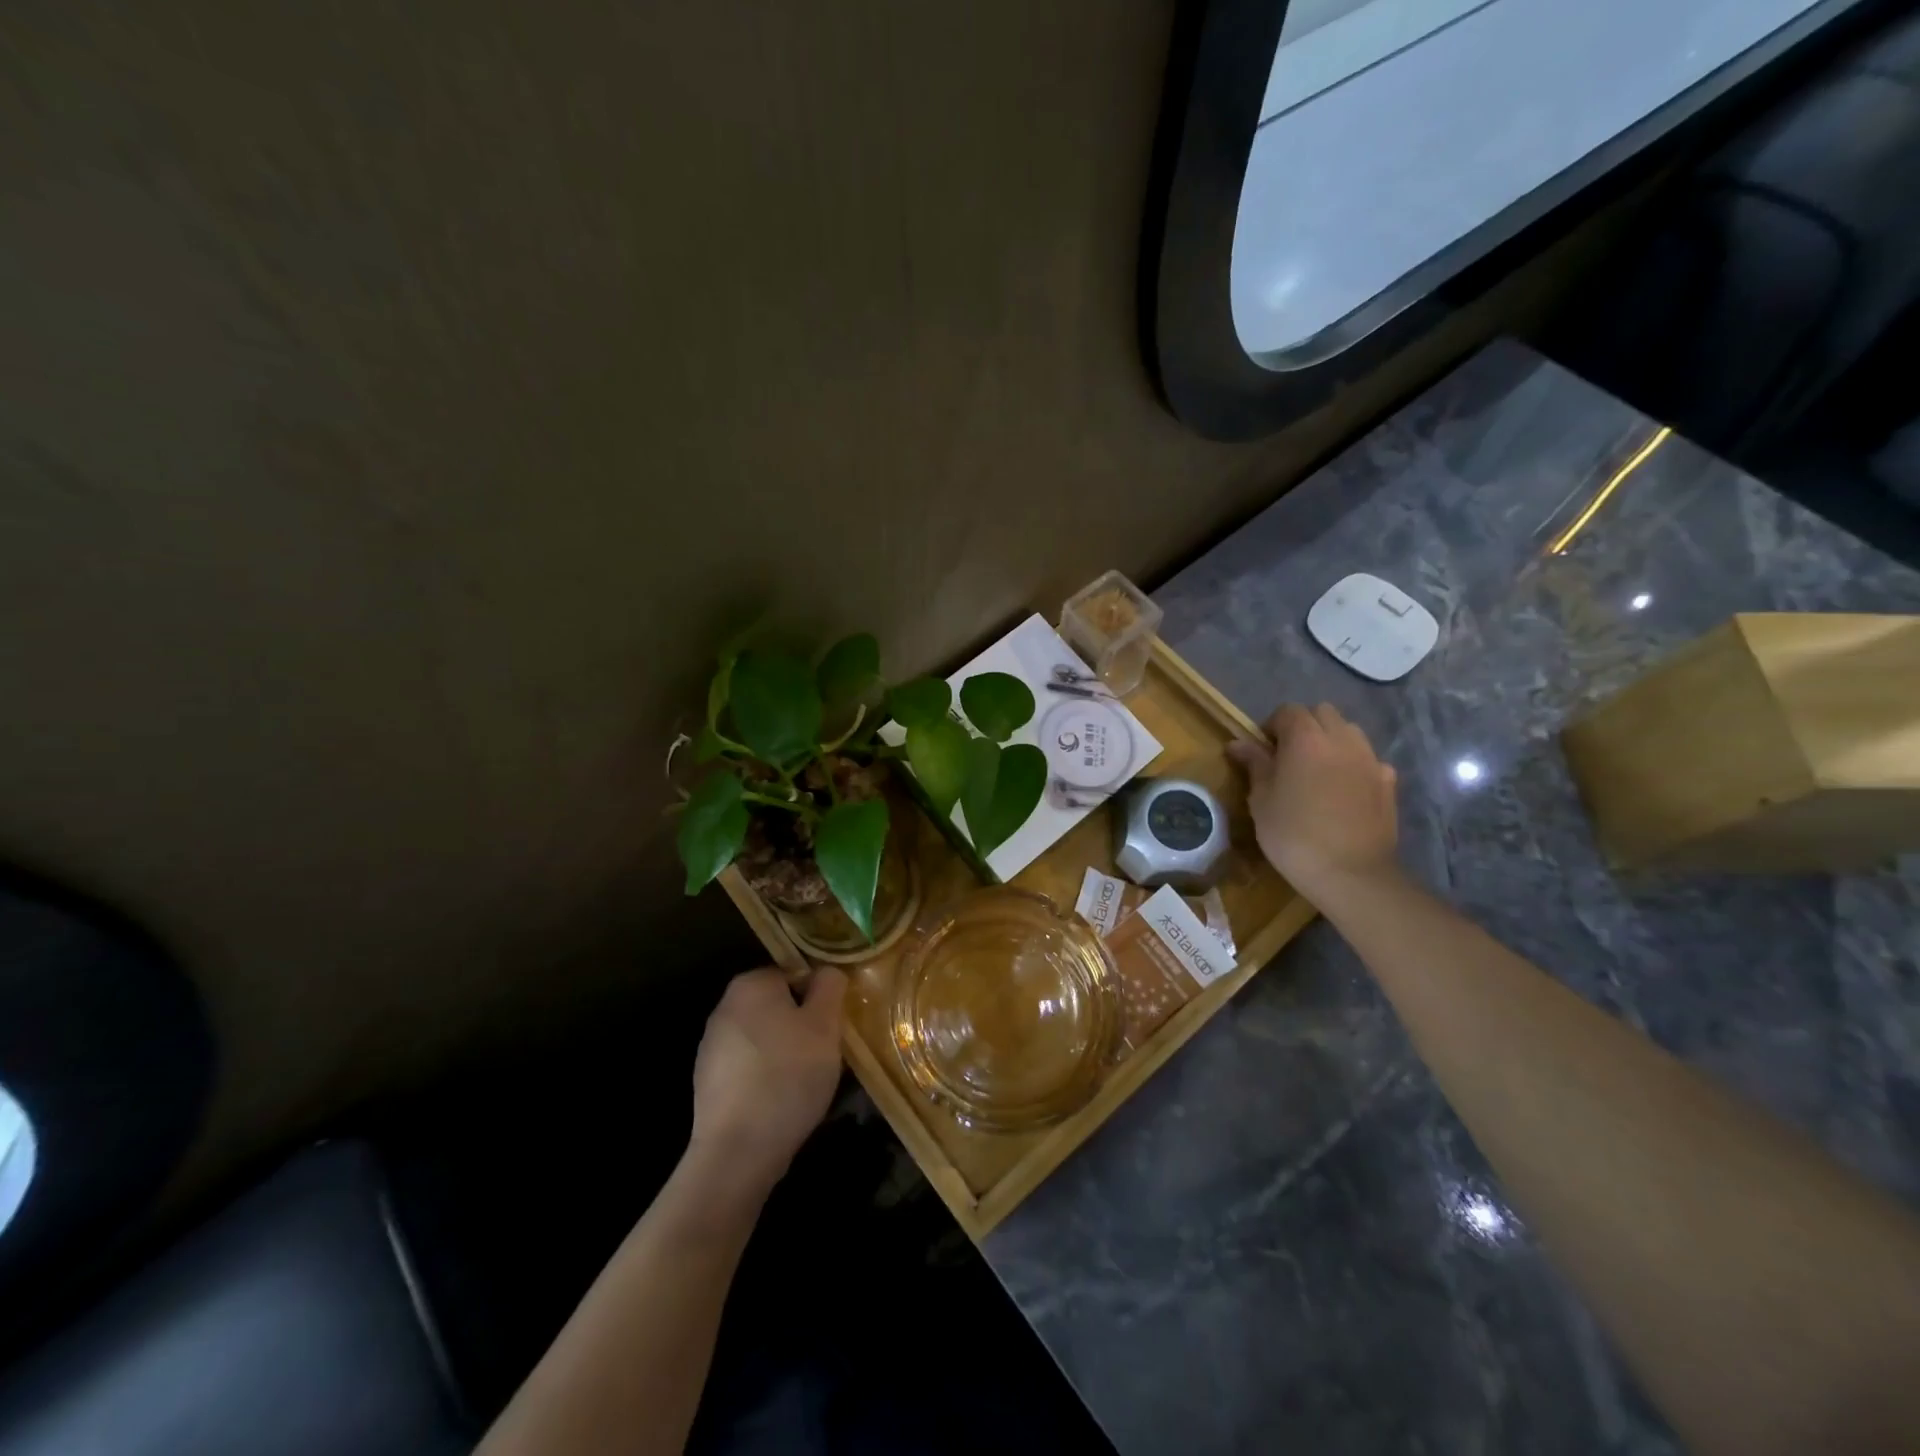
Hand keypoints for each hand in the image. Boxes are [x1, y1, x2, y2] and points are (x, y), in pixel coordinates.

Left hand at [689, 967, 846, 1195]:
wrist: (738, 1150)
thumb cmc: (788, 1075)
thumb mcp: (825, 1024)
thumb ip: (829, 987)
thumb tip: (826, 972)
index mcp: (751, 984)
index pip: (794, 974)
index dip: (818, 998)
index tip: (831, 1027)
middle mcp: (724, 1007)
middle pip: (777, 1006)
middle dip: (802, 1025)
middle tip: (824, 1054)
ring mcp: (711, 1046)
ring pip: (765, 1037)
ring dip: (786, 1052)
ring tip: (806, 1082)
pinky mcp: (708, 1082)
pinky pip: (749, 1067)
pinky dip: (766, 1077)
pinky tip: (781, 1102)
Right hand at [1227, 703, 1398, 904]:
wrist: (1350, 873)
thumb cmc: (1293, 835)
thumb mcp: (1261, 800)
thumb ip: (1254, 764)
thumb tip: (1238, 743)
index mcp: (1306, 739)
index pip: (1288, 711)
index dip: (1272, 726)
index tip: (1263, 750)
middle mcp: (1342, 740)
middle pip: (1323, 713)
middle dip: (1305, 726)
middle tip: (1289, 757)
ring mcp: (1370, 759)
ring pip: (1349, 732)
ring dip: (1332, 741)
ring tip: (1318, 770)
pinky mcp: (1388, 782)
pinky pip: (1369, 759)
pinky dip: (1354, 764)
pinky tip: (1345, 789)